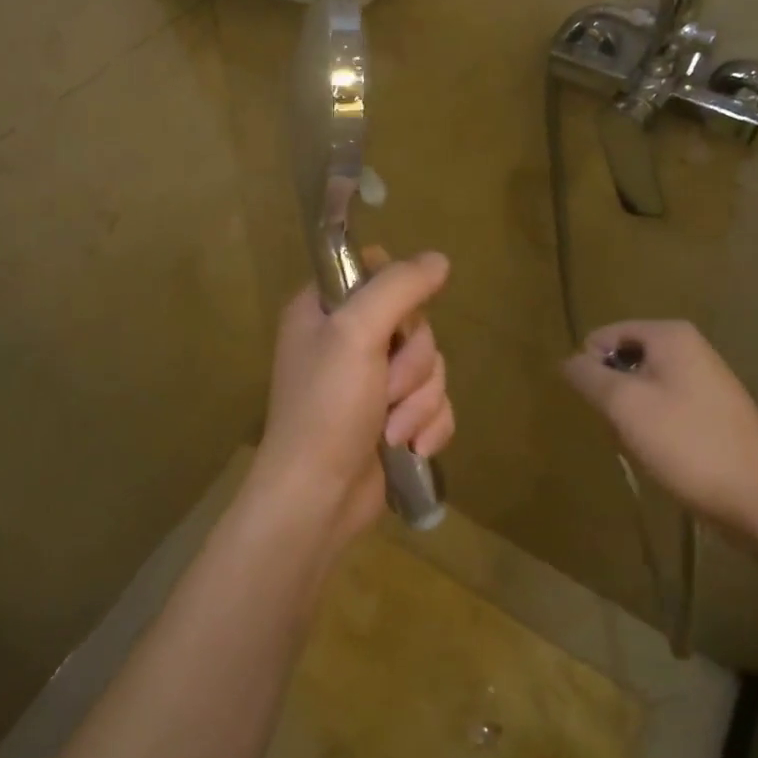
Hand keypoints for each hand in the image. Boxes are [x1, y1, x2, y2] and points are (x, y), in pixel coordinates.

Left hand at [245, 249, 453, 551]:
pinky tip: (411, 448)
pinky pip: (435, 402)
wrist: (318, 498)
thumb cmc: (326, 408)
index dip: (397, 291)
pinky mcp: (395, 416)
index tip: (396, 319)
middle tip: (386, 387)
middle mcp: (348, 338)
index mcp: (324, 308)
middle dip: (412, 363)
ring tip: (393, 431)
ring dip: (419, 401)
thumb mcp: (356, 333)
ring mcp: (372, 380)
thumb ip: (398, 288)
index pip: (374, 269)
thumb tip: (438, 259)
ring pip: (430, 365)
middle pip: (414, 321)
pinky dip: (428, 425)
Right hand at [562, 320, 757, 537]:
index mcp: (670, 335)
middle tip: (620, 428)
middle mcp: (690, 348)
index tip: (599, 406)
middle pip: (624, 361)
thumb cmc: (687, 443)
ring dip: (631, 416)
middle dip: (613, 394)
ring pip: (643, 389)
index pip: (604, 336)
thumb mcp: (624, 405)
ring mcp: (706, 381)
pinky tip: (662, 457)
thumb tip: (568, 360)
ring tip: (642, 446)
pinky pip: (666, 409)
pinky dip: (655, 430)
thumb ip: (588, 376)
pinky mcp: (715, 414)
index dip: (591, 368)